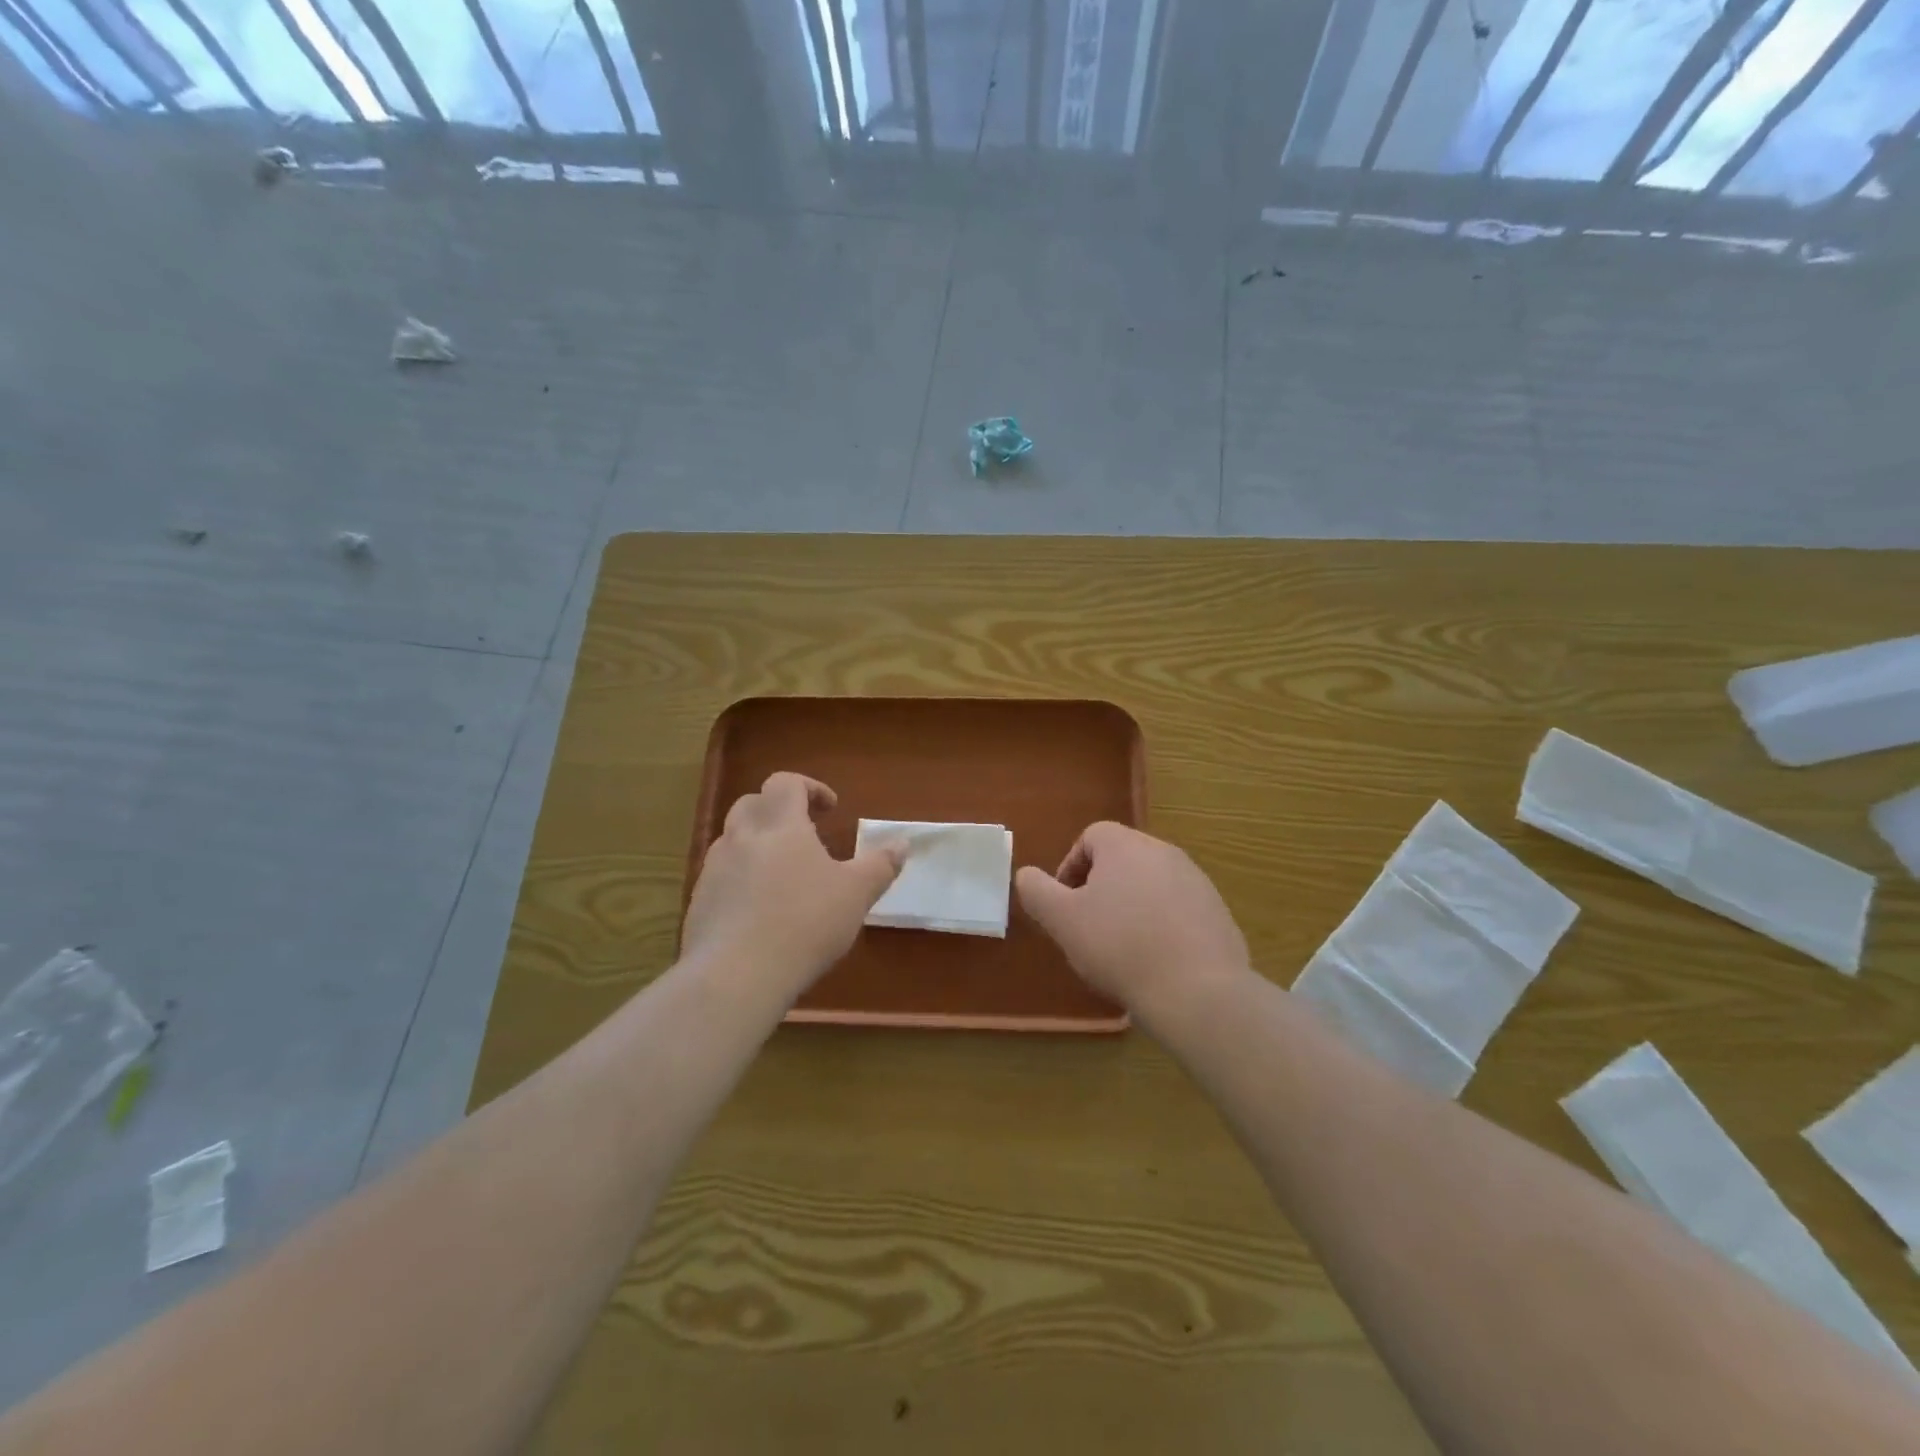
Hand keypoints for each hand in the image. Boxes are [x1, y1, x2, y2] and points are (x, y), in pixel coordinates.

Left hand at [682, 772, 902, 997]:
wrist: (736, 976)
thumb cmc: (805, 923)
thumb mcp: (856, 894)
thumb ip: (880, 865)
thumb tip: (903, 842)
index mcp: (780, 825)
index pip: (785, 782)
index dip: (810, 787)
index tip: (831, 809)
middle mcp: (741, 837)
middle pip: (752, 804)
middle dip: (778, 810)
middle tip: (804, 835)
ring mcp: (714, 869)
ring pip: (733, 839)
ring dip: (757, 844)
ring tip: (783, 875)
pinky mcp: (699, 902)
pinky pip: (721, 876)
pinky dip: (741, 879)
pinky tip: (759, 910)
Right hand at [1016, 822, 1248, 1012]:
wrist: (1198, 991)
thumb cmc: (1120, 947)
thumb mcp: (1063, 920)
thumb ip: (1037, 891)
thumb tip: (1026, 874)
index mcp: (1125, 846)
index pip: (1091, 837)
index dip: (1070, 868)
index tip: (1065, 905)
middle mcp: (1164, 852)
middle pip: (1122, 859)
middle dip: (1101, 888)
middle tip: (1089, 927)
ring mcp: (1197, 881)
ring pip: (1151, 884)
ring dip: (1132, 906)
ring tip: (1123, 948)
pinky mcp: (1218, 912)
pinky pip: (1179, 909)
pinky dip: (1162, 925)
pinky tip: (1156, 960)